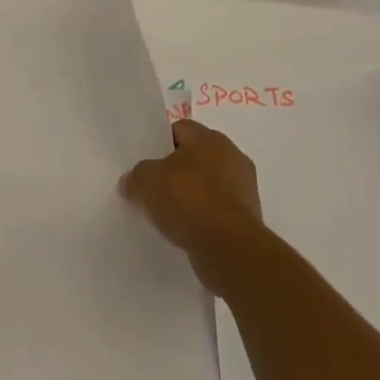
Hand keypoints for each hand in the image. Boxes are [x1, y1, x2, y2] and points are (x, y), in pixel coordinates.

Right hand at [120, 120, 263, 293]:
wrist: (230, 249)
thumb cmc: (189, 201)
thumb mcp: (147, 182)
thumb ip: (136, 176)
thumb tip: (130, 181)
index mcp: (210, 138)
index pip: (180, 129)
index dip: (160, 144)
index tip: (146, 164)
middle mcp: (232, 156)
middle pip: (196, 157)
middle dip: (177, 171)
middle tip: (155, 188)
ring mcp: (245, 188)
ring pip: (209, 185)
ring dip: (193, 196)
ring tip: (170, 215)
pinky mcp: (249, 218)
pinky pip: (219, 211)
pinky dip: (205, 218)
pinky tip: (188, 232)